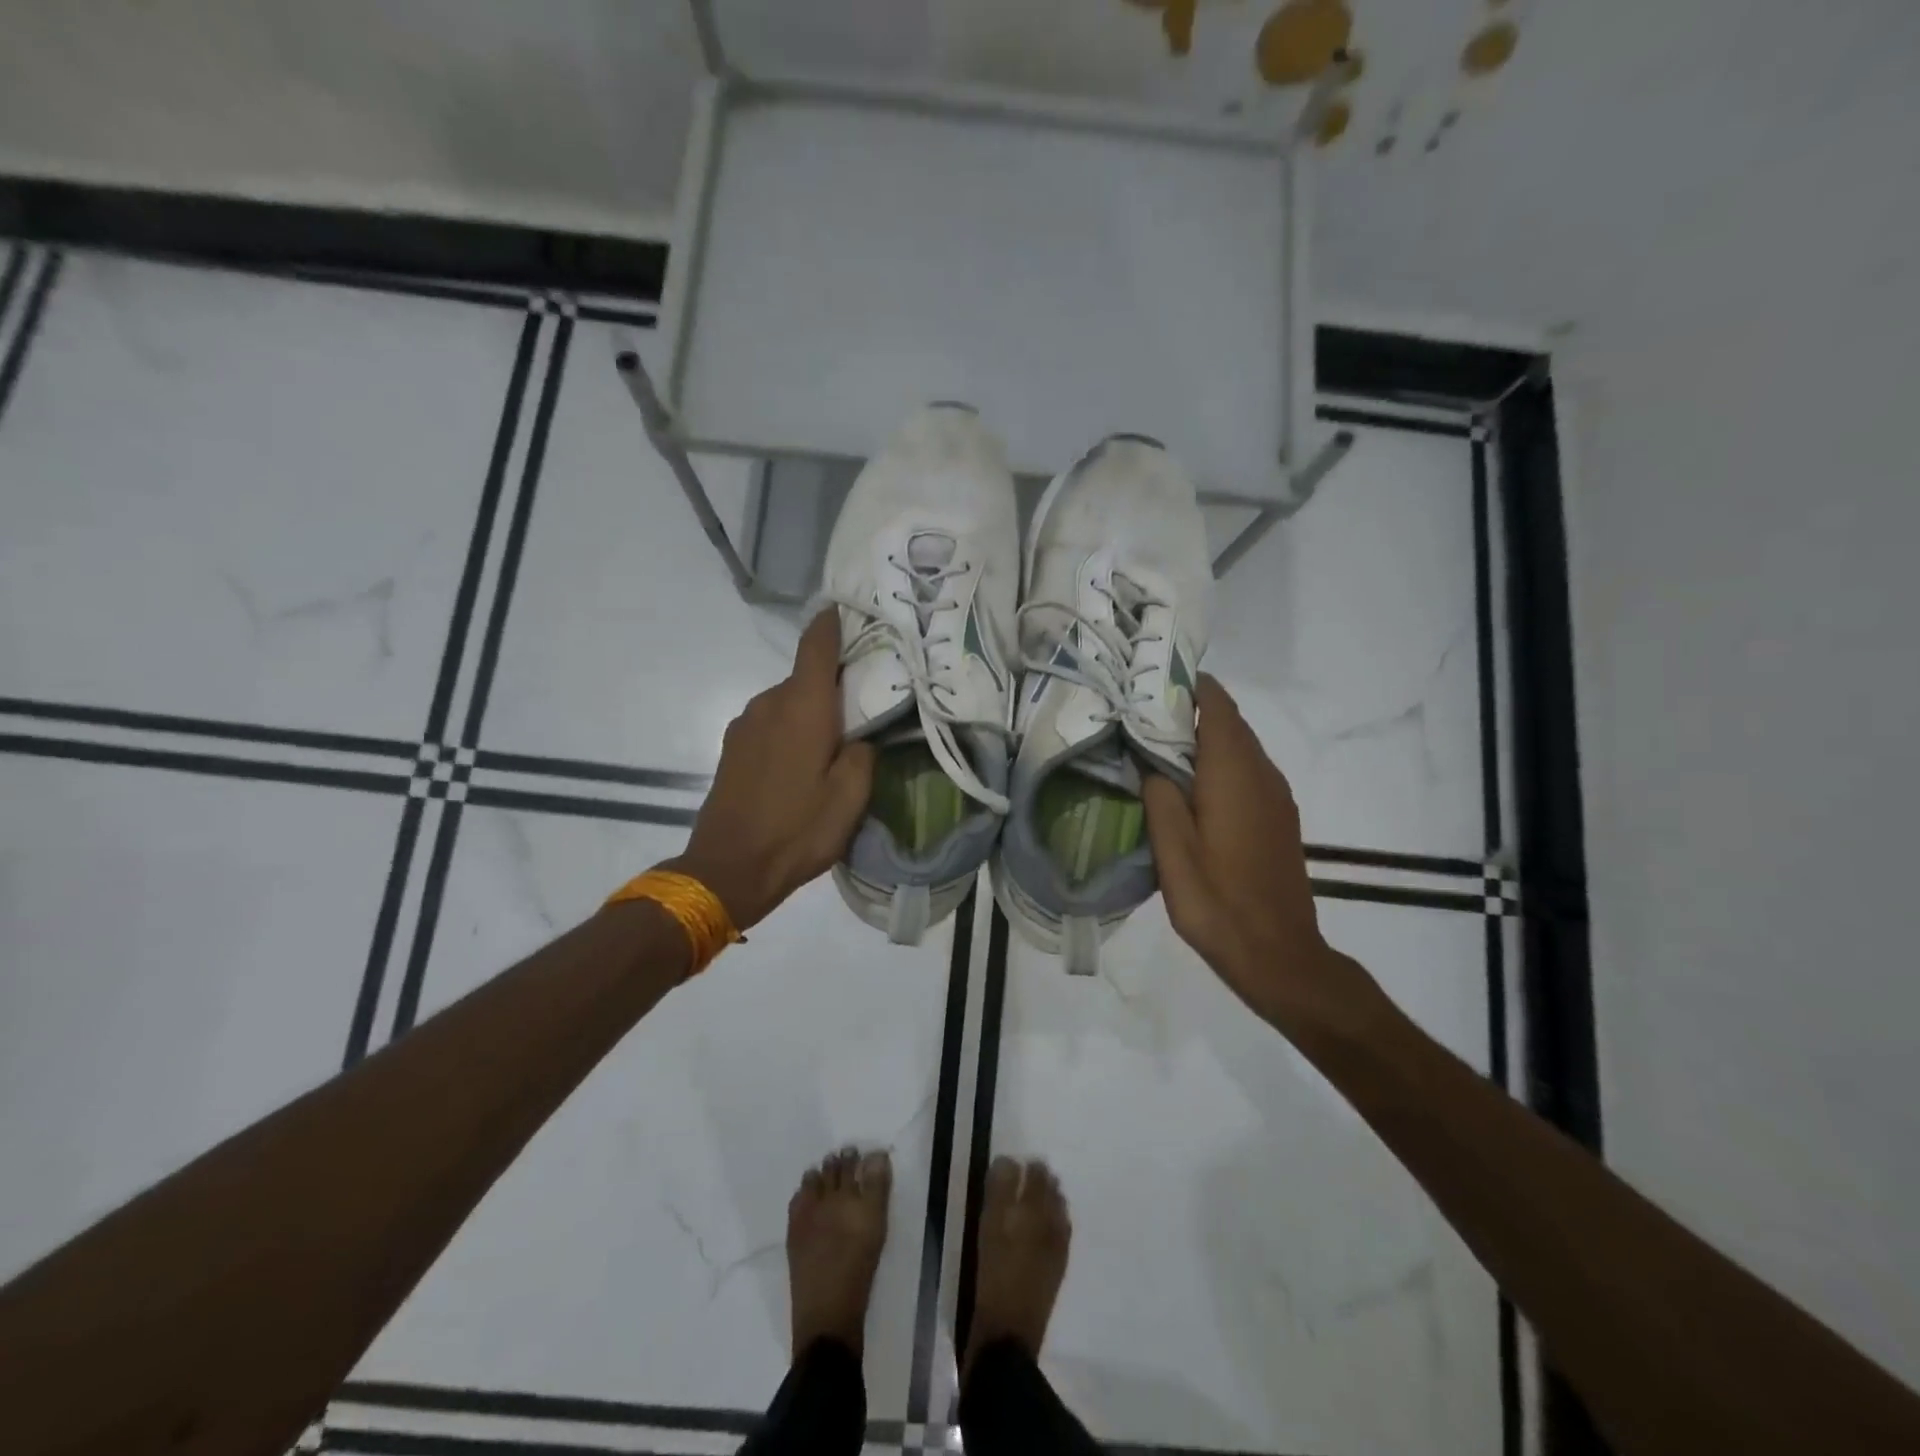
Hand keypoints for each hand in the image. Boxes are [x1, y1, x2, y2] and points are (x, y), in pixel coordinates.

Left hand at [663, 611, 874, 930]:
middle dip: (832, 684)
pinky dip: (790, 731)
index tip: (847, 609)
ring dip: (810, 713)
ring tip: (832, 744)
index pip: (816, 645)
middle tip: (863, 704)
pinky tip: (801, 765)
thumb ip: (863, 753)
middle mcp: (769, 703)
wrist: (728, 868)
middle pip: (805, 677)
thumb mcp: (851, 797)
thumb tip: (858, 736)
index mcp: (803, 707)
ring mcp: (745, 725)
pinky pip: (770, 724)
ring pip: (787, 703)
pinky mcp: (732, 748)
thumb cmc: (797, 829)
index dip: (832, 623)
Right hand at [1142, 676, 1377, 1031]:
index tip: (1149, 681)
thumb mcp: (1172, 850)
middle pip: (1229, 721)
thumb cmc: (1217, 901)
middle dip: (1188, 711)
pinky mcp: (1278, 817)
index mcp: (1234, 772)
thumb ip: (1159, 794)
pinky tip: (1188, 786)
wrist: (1279, 954)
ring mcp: (1275, 795)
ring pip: (1238, 747)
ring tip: (1155, 745)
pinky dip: (1217, 763)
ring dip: (1202, 739)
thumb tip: (1149, 757)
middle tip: (1139, 713)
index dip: (1187, 685)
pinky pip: (1246, 771)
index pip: (1217, 704)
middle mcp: (1262, 772)